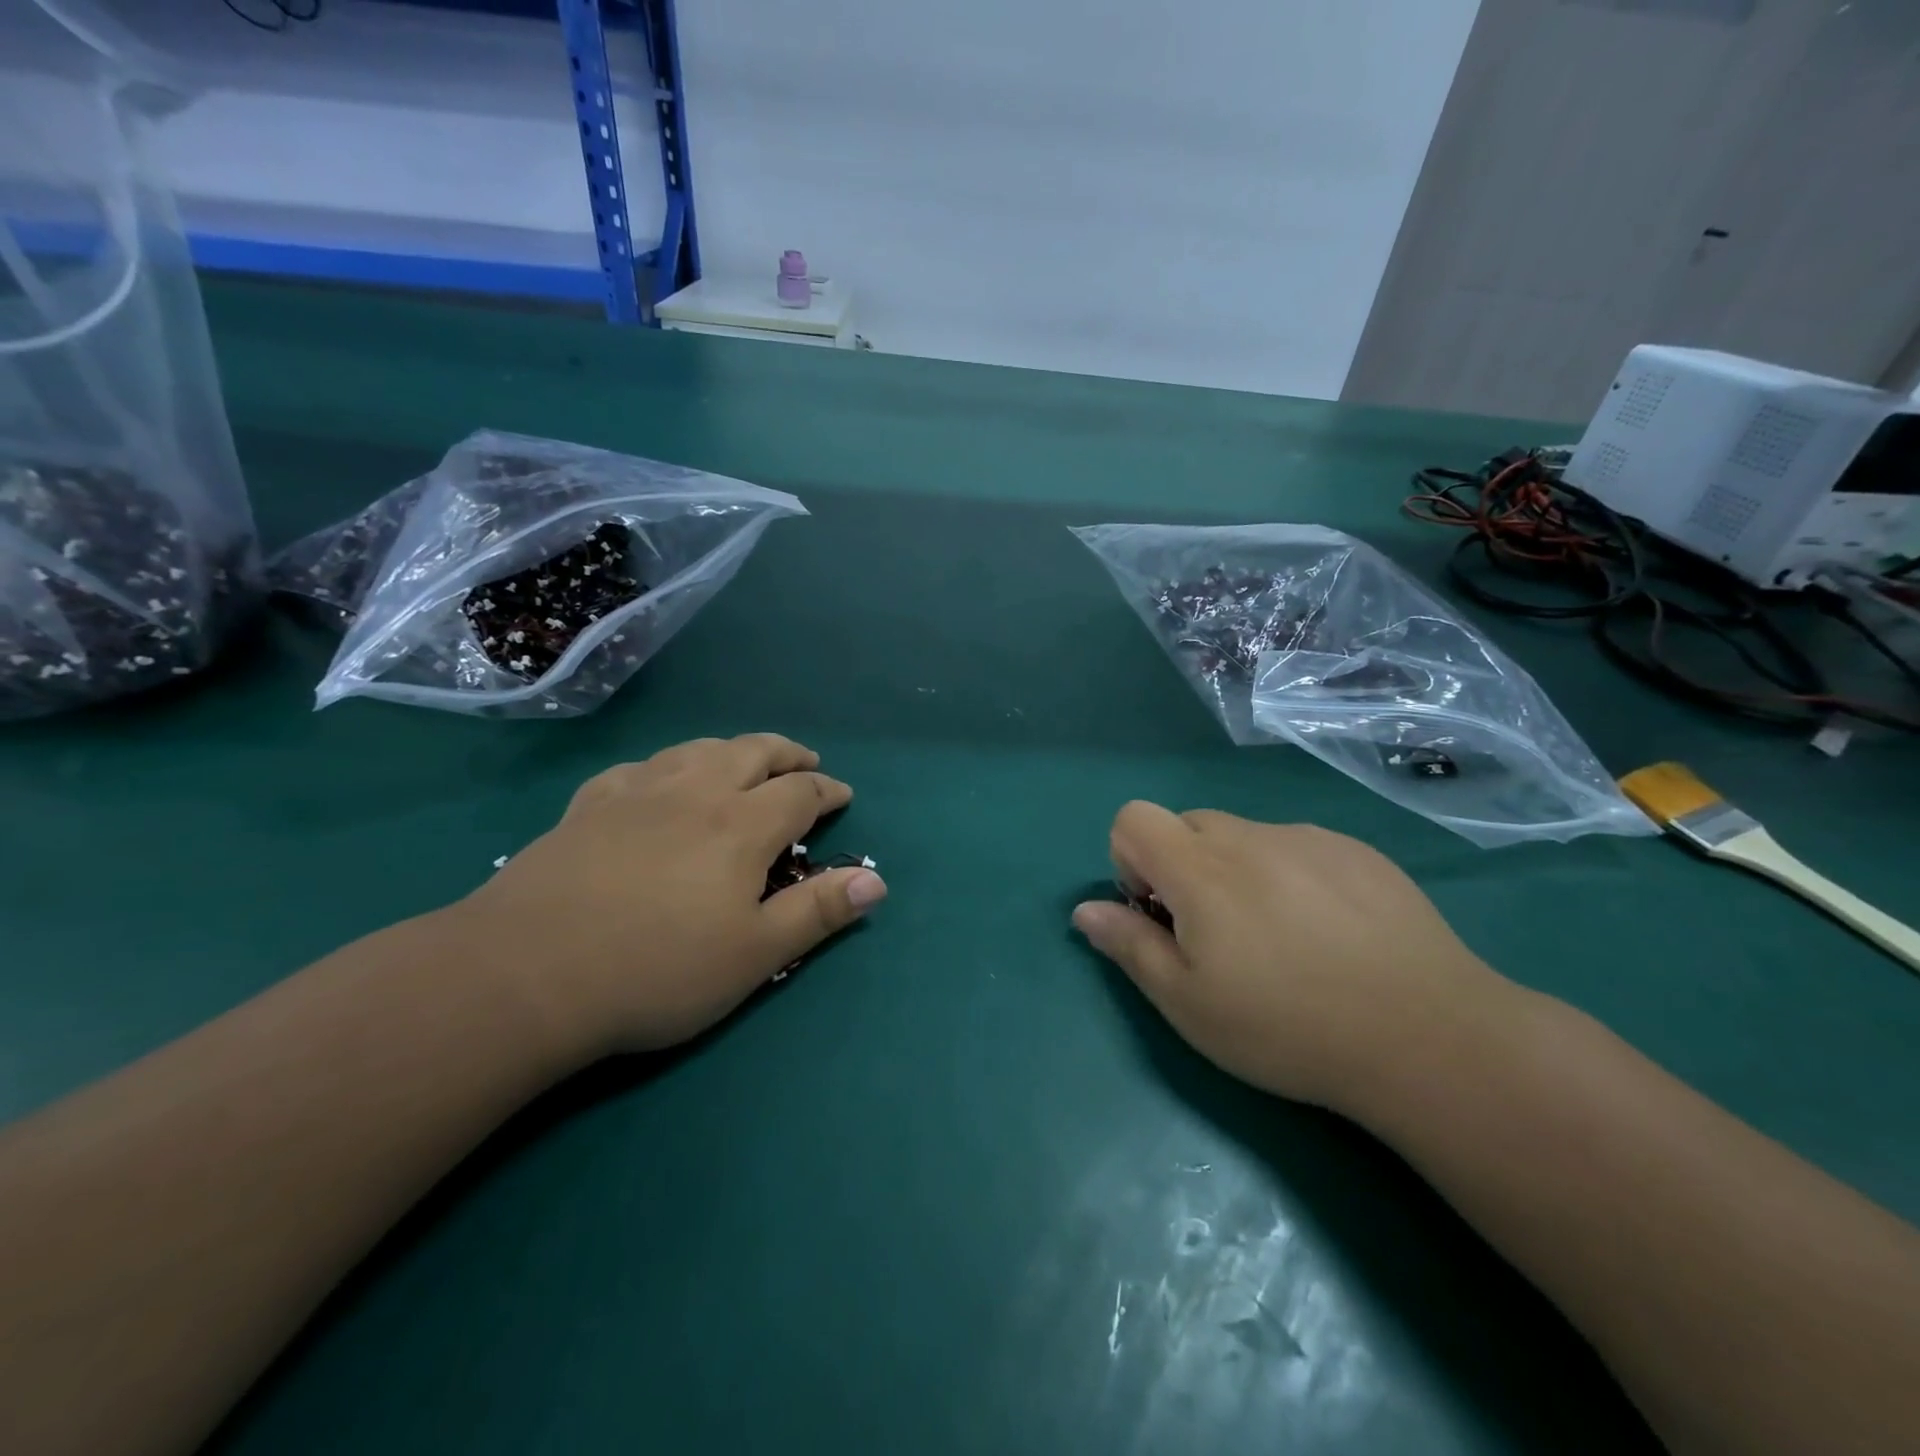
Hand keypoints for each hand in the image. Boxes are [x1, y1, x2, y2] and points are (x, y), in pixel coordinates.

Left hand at [462, 734, 884, 1060]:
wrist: (525, 974)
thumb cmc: (656, 970)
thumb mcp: (755, 955)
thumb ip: (818, 912)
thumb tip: (877, 880)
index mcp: (741, 825)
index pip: (799, 792)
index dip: (827, 790)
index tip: (842, 795)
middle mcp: (695, 792)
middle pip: (752, 752)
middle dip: (786, 754)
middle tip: (803, 762)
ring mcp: (636, 793)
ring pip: (697, 750)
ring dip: (732, 749)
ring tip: (743, 761)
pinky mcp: (588, 806)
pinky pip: (639, 768)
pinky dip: (666, 766)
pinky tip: (659, 781)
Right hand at [1072, 802, 1509, 1113]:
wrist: (1429, 1037)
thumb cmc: (1287, 1027)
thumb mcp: (1188, 1004)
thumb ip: (1129, 946)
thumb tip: (1084, 910)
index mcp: (1200, 869)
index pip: (1133, 818)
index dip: (1130, 862)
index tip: (1160, 914)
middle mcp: (1250, 836)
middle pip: (1188, 825)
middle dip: (1183, 868)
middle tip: (1216, 935)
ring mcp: (1309, 838)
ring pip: (1244, 837)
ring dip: (1238, 873)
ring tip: (1281, 940)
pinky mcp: (1358, 851)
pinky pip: (1297, 847)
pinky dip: (1290, 876)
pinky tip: (1330, 934)